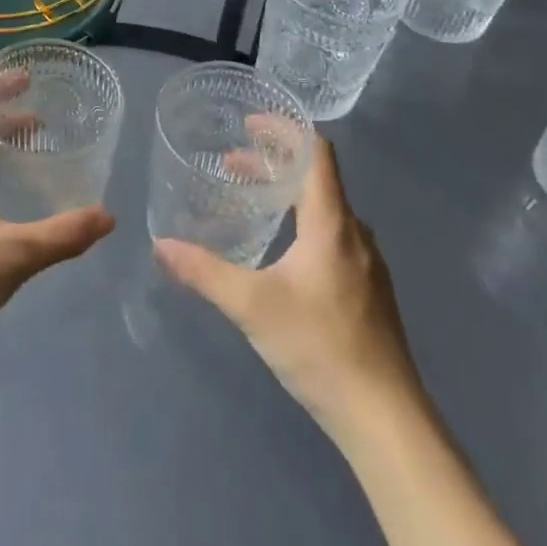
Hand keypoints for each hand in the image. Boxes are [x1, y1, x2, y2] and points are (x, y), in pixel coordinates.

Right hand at [154, 133, 418, 449]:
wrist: (387, 422)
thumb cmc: (321, 348)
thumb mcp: (252, 305)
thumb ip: (204, 271)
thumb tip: (160, 245)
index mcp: (332, 224)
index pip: (317, 153)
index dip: (286, 129)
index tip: (250, 123)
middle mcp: (355, 235)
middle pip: (317, 178)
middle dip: (274, 163)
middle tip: (232, 163)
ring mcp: (367, 265)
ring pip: (325, 210)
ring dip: (287, 194)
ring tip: (249, 201)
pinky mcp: (369, 293)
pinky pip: (333, 236)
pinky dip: (301, 223)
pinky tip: (279, 252)